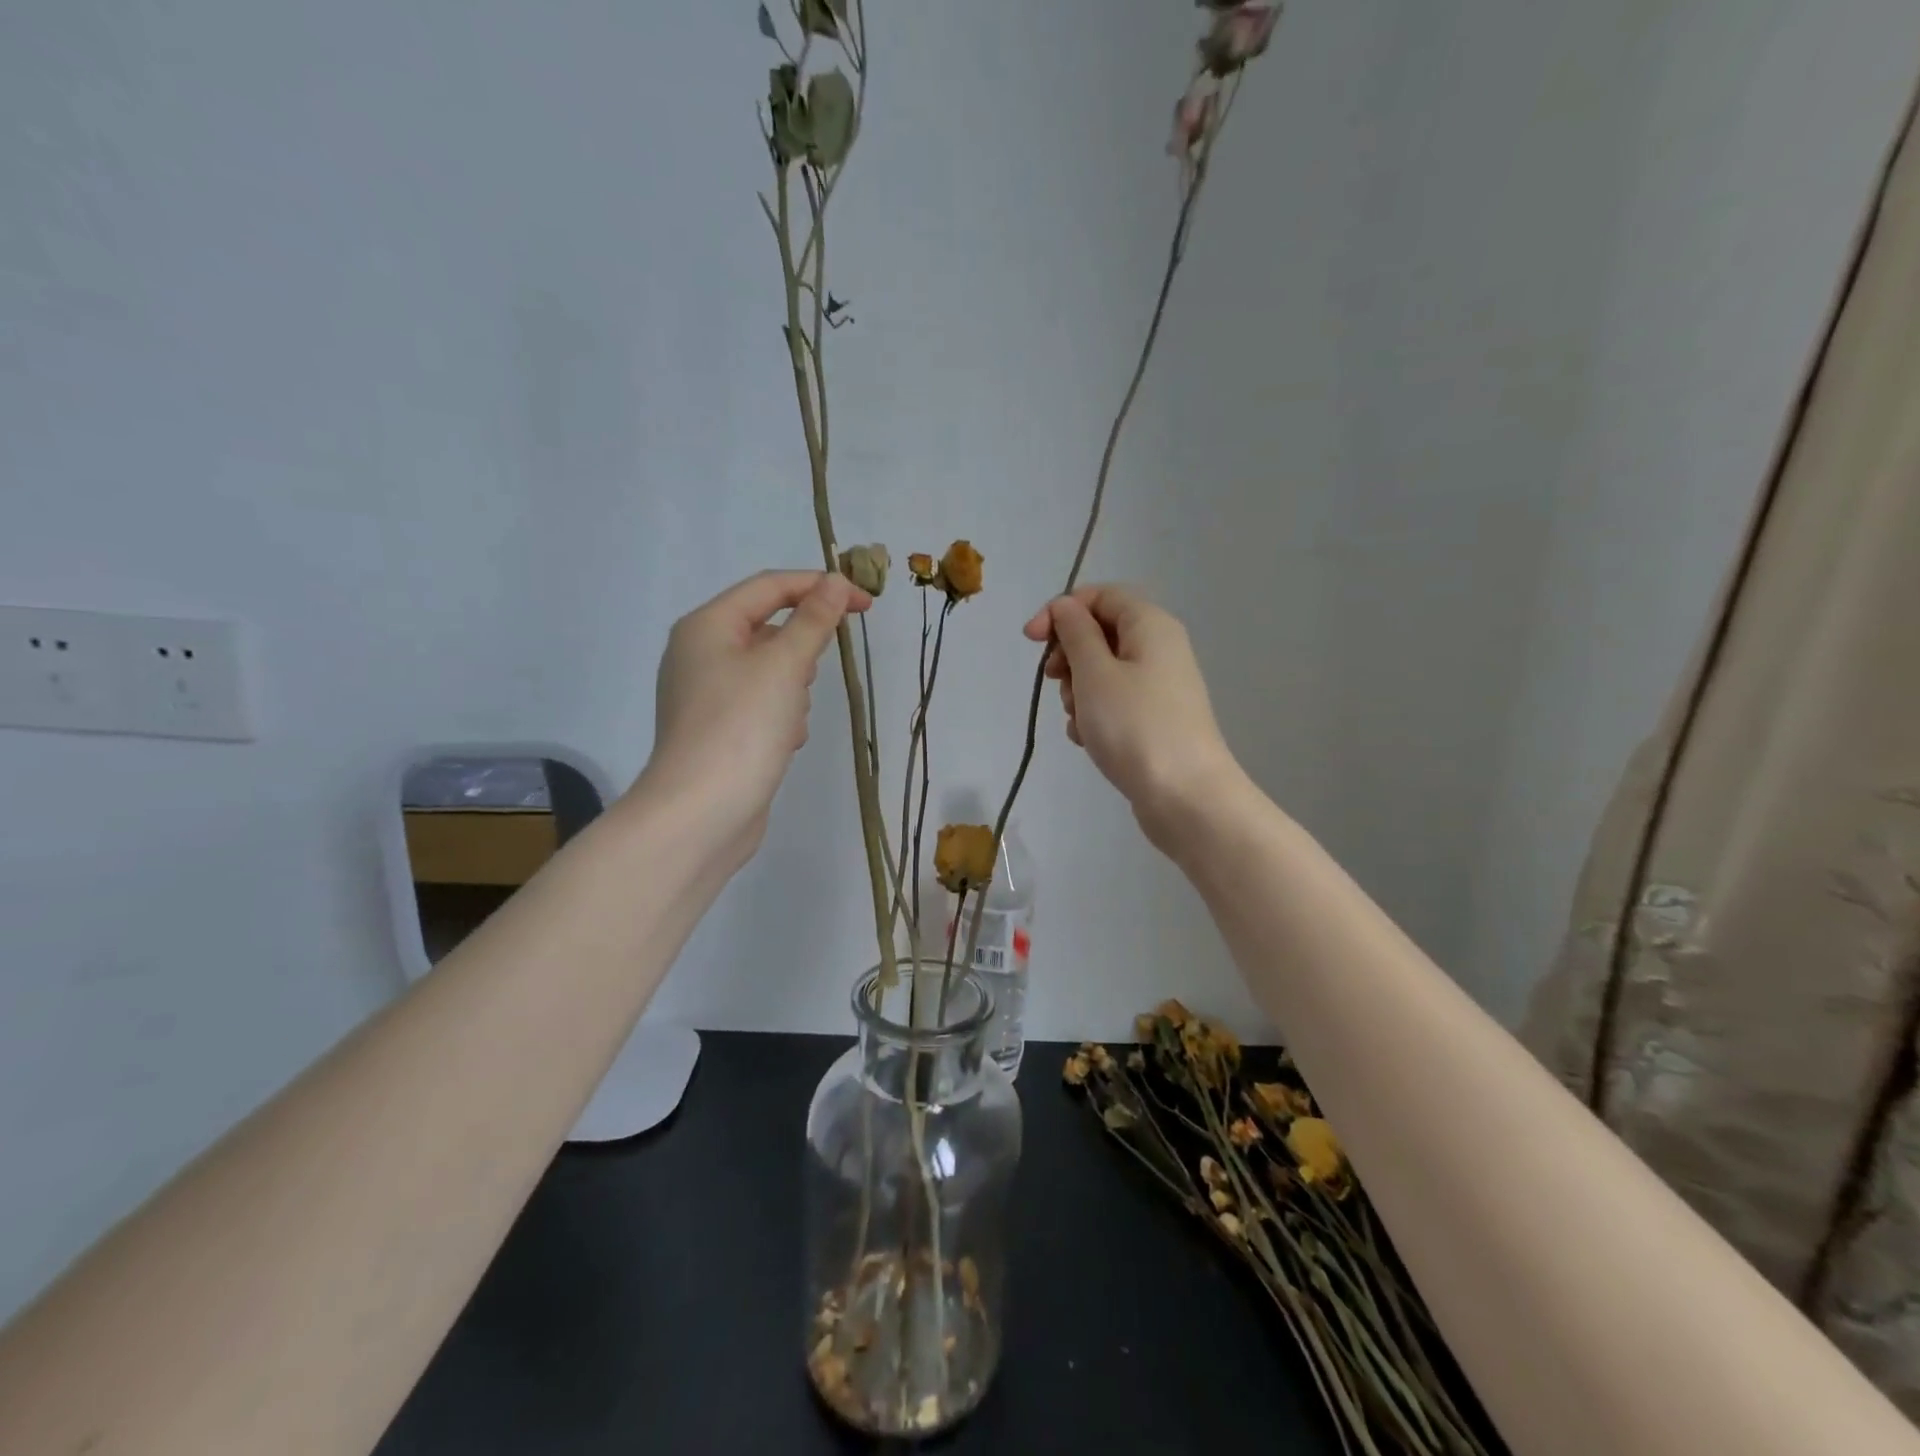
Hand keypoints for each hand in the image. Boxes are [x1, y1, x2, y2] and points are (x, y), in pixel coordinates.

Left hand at [636, 569, 868, 869]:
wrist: (701, 814)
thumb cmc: (741, 727)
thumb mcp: (784, 666)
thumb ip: (813, 620)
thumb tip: (833, 581)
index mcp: (707, 626)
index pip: (770, 586)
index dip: (820, 587)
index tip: (866, 605)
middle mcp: (700, 654)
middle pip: (769, 630)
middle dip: (801, 652)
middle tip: (809, 679)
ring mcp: (707, 695)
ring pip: (770, 672)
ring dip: (793, 691)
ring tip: (788, 722)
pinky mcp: (718, 731)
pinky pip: (762, 706)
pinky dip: (780, 718)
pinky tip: (782, 745)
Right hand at [1024, 585, 1240, 846]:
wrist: (1185, 796)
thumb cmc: (1134, 726)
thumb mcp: (1095, 673)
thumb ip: (1075, 633)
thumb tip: (1066, 606)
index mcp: (1150, 625)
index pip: (1100, 595)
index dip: (1062, 610)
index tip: (1031, 640)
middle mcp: (1159, 648)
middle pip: (1100, 633)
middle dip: (1069, 656)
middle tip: (1055, 683)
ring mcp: (1159, 686)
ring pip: (1102, 671)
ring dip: (1078, 691)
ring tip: (1078, 720)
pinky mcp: (1154, 719)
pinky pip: (1114, 702)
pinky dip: (1094, 715)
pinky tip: (1087, 740)